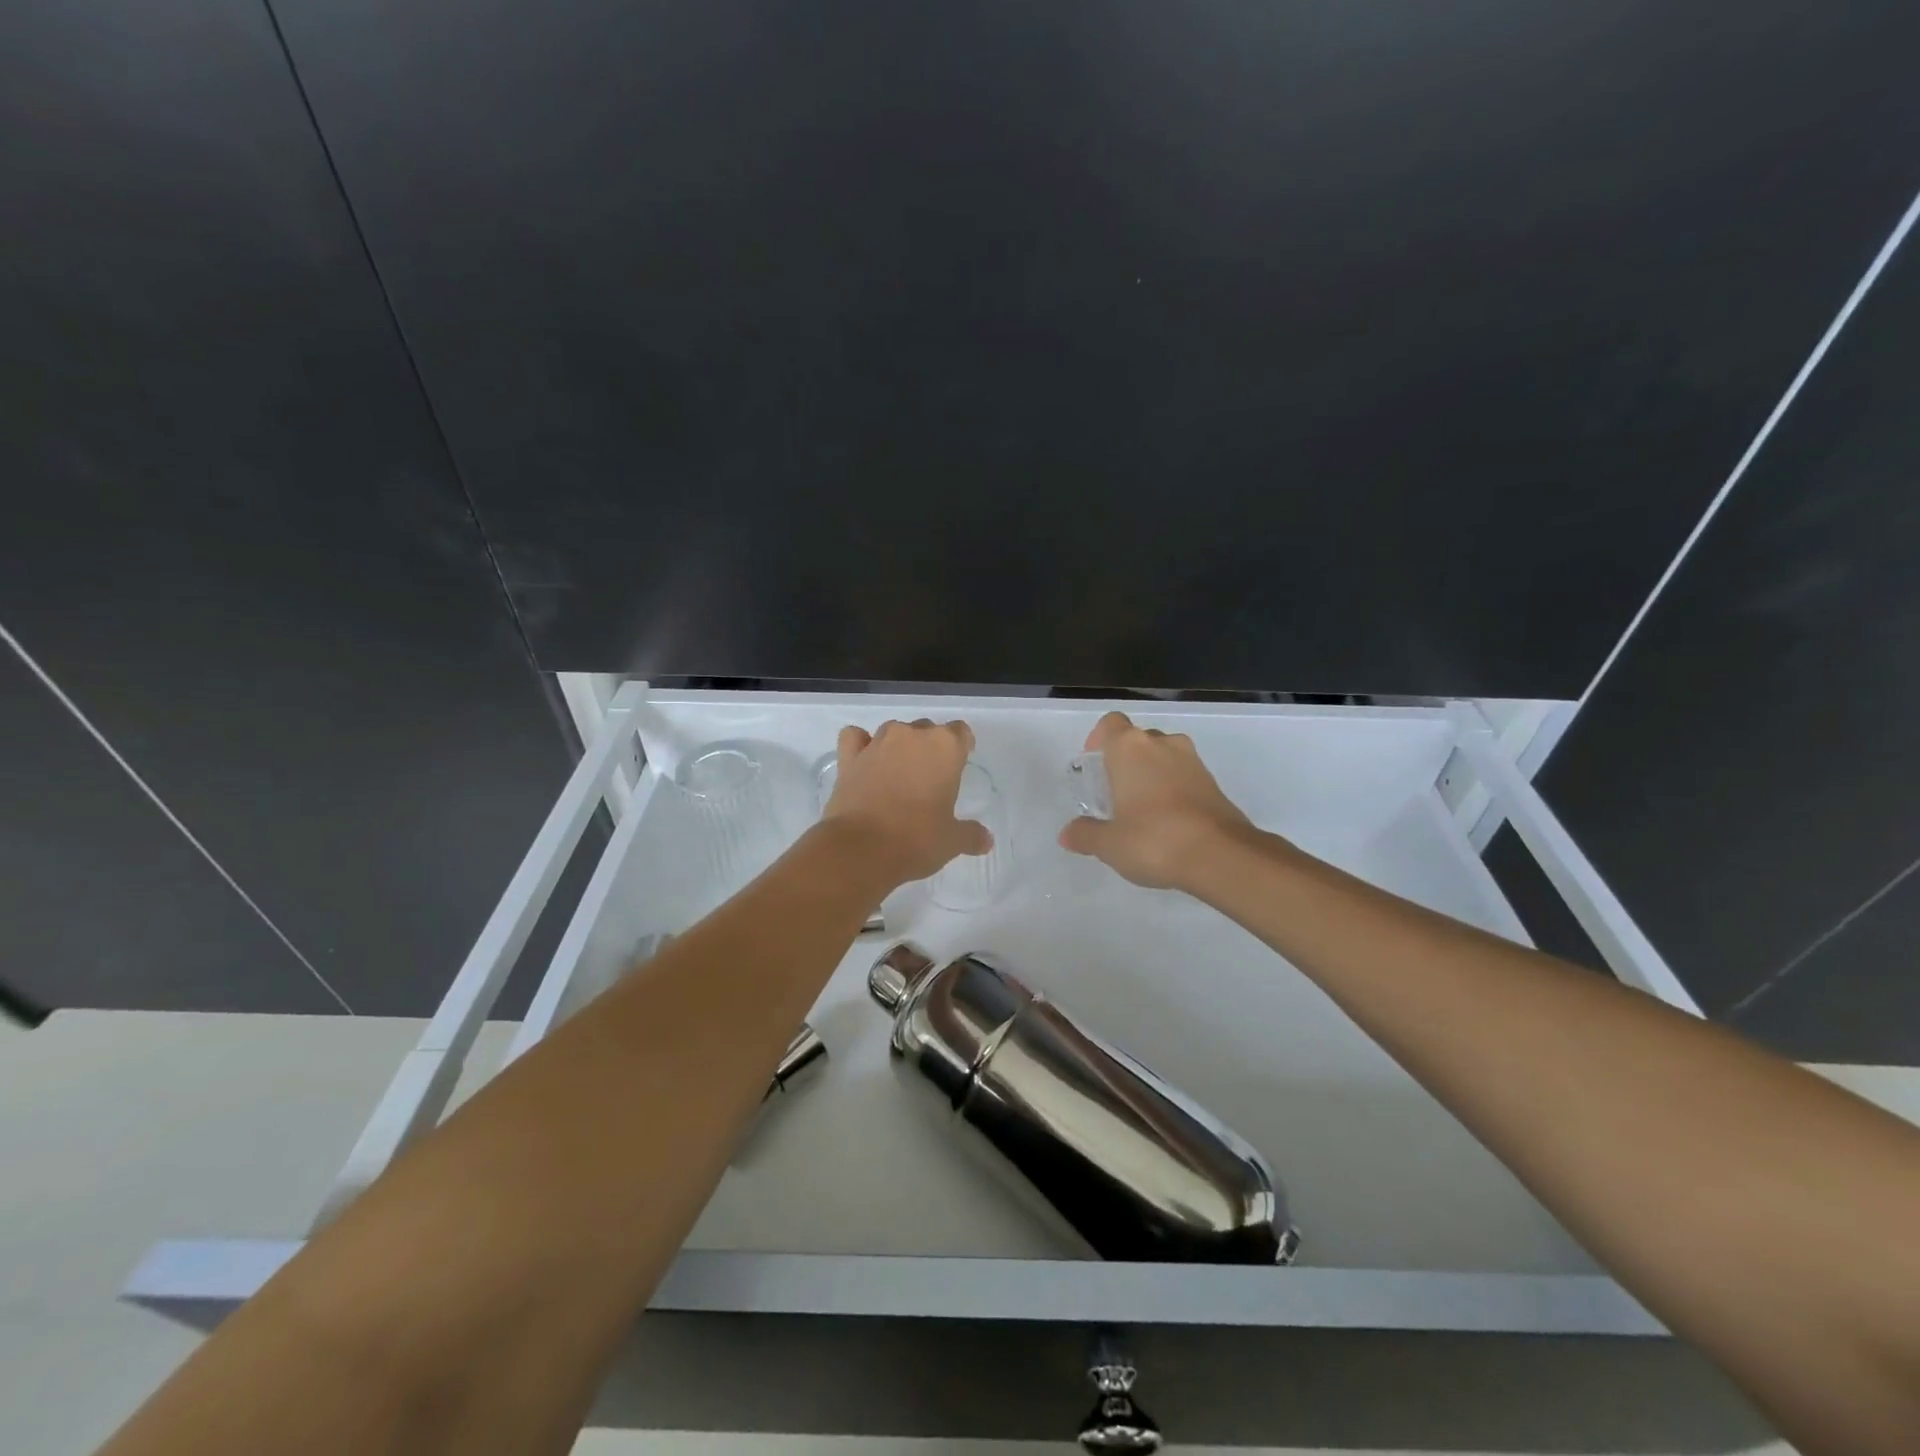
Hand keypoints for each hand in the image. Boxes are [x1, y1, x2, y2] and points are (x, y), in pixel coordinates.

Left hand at [823, 719, 991, 885]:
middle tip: (929, 780)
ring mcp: (878, 743)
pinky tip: (865, 761)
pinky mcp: (849, 757)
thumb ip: (971, 835)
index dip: (962, 746)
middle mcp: (912, 735)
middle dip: (930, 749)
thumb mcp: (952, 841)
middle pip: (927, 729)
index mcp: (945, 747)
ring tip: (898, 774)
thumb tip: (986, 840)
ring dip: (899, 746)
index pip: (960, 732)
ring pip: (894, 731)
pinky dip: (861, 744)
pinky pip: (856, 737)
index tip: (959, 765)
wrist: (861, 849)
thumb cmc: (917, 839)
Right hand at [1059, 711, 1255, 889]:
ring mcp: (1192, 761)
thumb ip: (1085, 834)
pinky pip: (1184, 775)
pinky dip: (1173, 788)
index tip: (1093, 764)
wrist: (1221, 856)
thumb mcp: (1109, 844)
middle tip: (1113, 793)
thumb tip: (1067, 834)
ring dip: (1151, 773)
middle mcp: (1162, 744)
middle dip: (1124, 760)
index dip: (1098, 739)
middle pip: (1137, 739)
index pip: (1110, 724)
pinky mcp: (1213, 782)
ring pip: (1163, 755)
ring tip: (1141, 808)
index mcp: (1129, 748)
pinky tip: (1168, 821)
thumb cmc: (1154, 840)